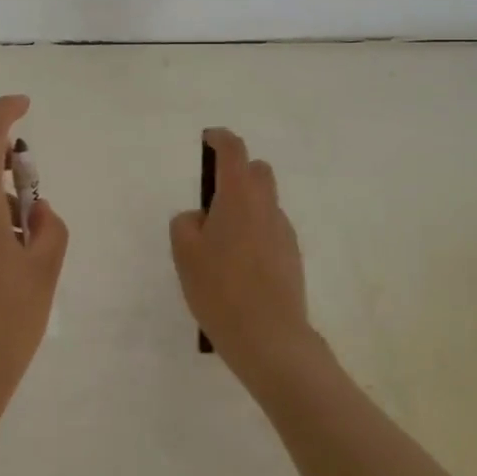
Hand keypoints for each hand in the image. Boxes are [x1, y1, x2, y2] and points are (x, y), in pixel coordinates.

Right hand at [170, 128, 321, 390]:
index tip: (208, 139)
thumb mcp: (184, 253)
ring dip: (246, 205)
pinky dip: (255, 232)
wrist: (269, 337)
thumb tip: (200, 217)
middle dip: (237, 171)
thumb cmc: (220, 288)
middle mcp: (266, 207)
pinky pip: (270, 229)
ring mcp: (284, 232)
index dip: (220, 139)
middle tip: (212, 196)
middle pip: (257, 171)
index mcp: (239, 197)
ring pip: (265, 202)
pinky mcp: (292, 256)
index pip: (233, 151)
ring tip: (221, 242)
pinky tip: (238, 265)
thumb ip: (186, 223)